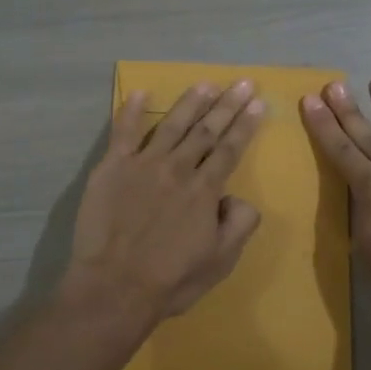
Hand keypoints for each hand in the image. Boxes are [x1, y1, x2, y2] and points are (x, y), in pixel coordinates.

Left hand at [65, 80, 266, 326]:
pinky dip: (132, 111)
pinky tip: (141, 93)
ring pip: (172, 125)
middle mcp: (177, 168)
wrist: (114, 287)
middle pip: (207, 130)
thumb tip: (239, 197)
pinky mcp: (112, 167)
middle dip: (227, 104)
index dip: (246, 125)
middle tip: (243, 82)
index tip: (258, 103)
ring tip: (206, 83)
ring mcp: (143, 164)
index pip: (230, 149)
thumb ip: (239, 225)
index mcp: (204, 190)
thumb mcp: (220, 261)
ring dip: (191, 102)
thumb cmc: (170, 280)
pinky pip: (123, 132)